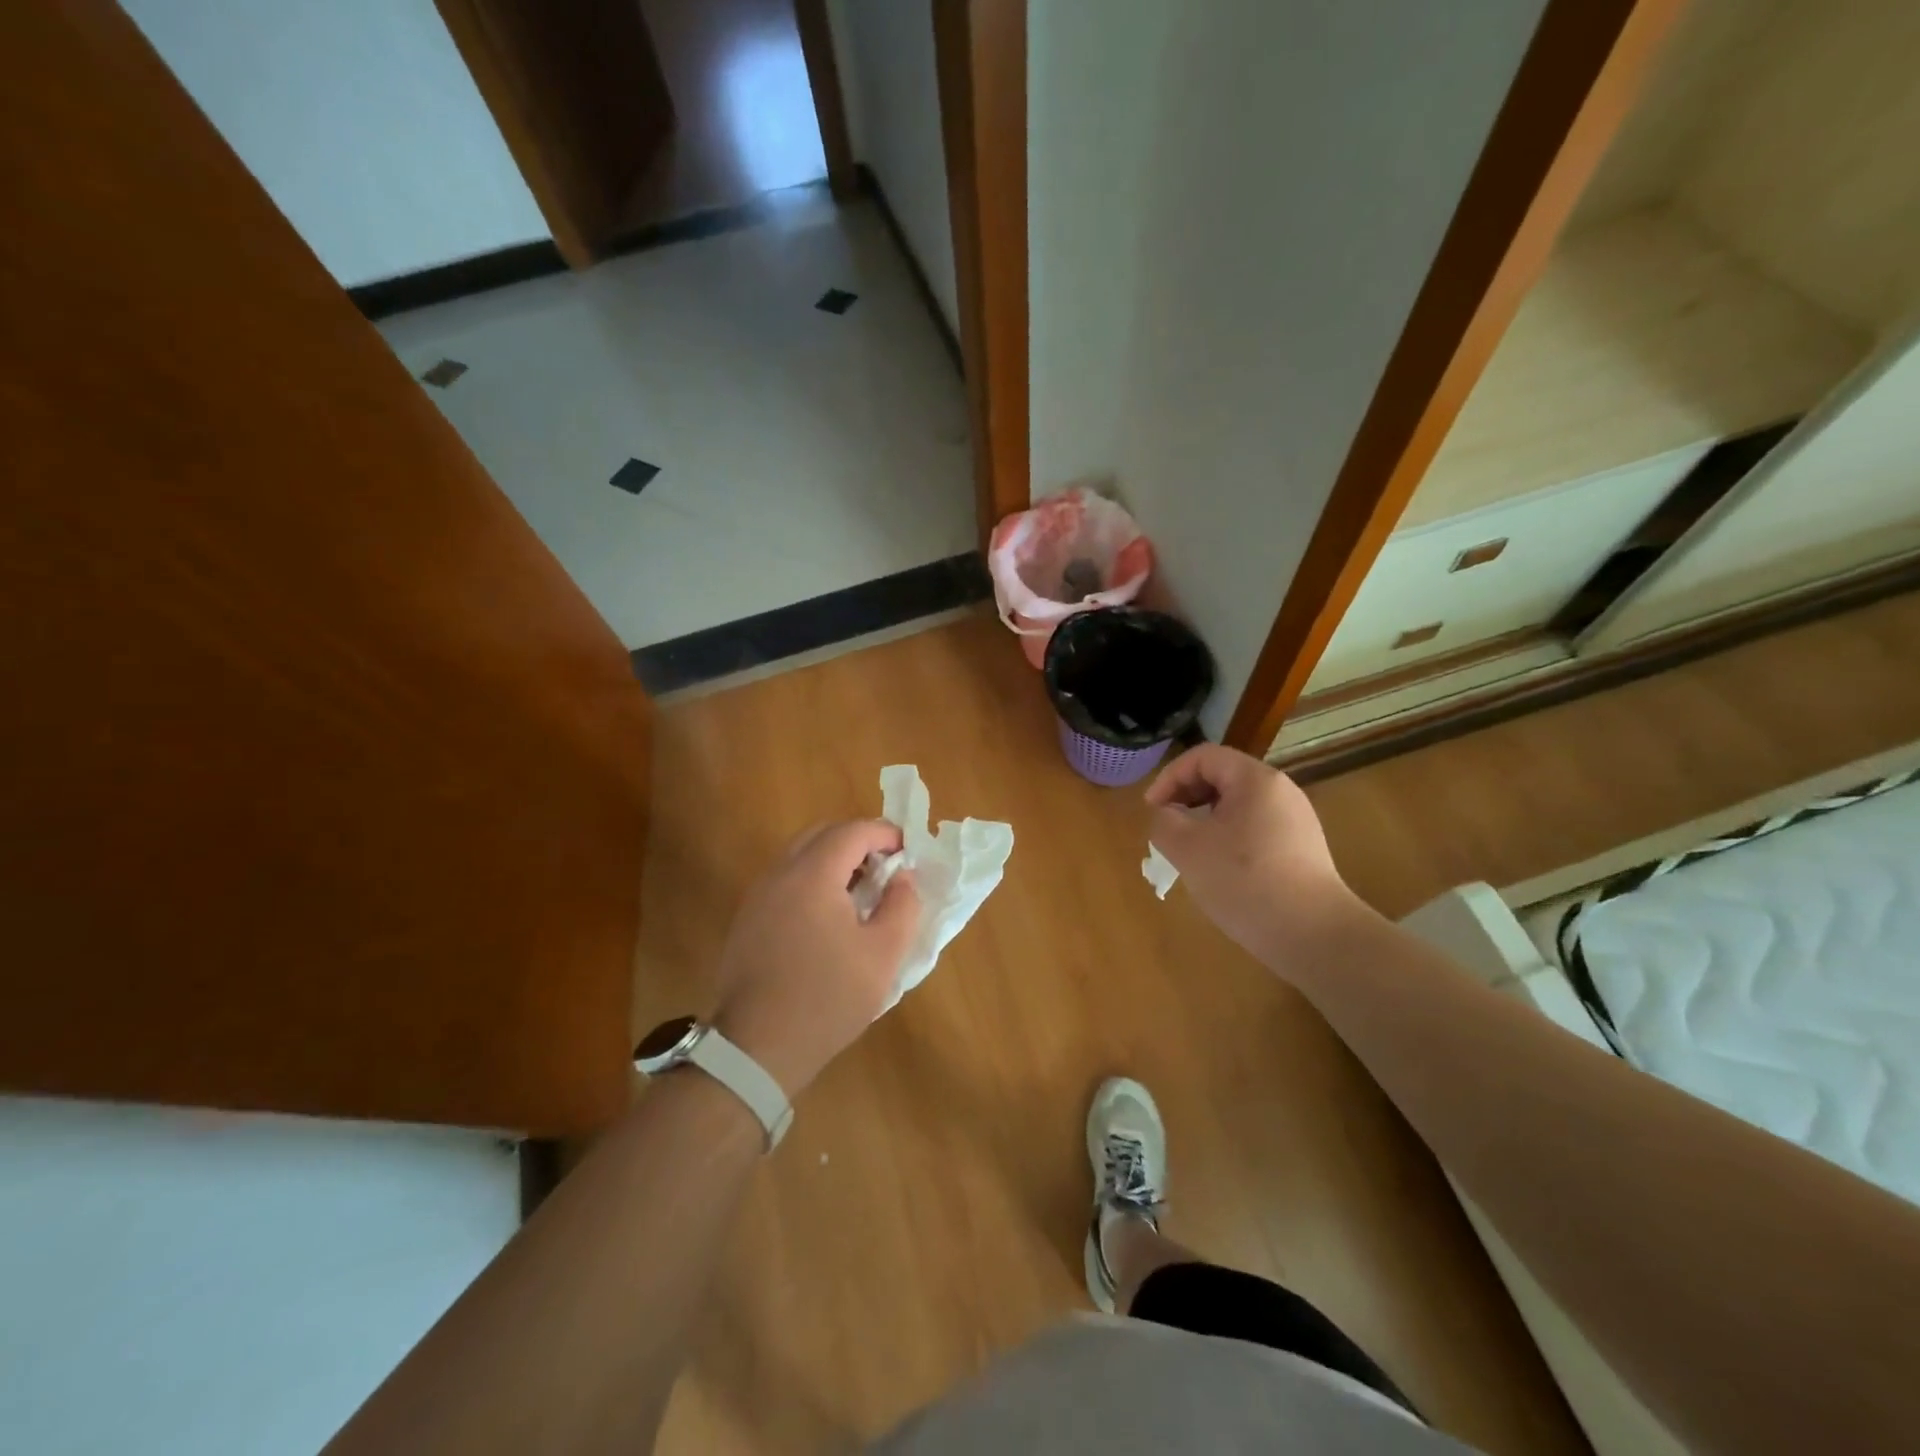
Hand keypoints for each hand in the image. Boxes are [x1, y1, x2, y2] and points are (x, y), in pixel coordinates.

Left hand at [712, 821, 918, 1096]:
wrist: (757, 1047)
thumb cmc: (827, 998)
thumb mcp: (883, 955)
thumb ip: (902, 906)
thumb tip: (903, 878)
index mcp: (812, 875)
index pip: (853, 831)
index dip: (885, 833)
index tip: (909, 851)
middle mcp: (779, 874)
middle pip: (822, 834)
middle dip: (858, 841)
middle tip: (886, 867)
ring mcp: (757, 896)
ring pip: (799, 855)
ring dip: (833, 860)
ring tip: (861, 892)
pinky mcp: (747, 919)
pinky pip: (784, 880)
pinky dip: (812, 880)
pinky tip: (829, 917)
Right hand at [1145, 744, 1360, 972]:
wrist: (1314, 936)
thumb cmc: (1245, 882)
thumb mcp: (1188, 849)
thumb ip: (1165, 822)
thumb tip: (1167, 815)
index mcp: (1255, 780)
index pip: (1202, 757)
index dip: (1169, 777)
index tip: (1151, 810)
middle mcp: (1280, 791)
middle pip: (1222, 777)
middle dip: (1186, 797)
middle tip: (1166, 828)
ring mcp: (1296, 820)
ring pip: (1237, 805)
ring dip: (1205, 819)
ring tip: (1189, 851)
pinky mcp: (1302, 849)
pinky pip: (1255, 829)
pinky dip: (1228, 838)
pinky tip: (1220, 870)